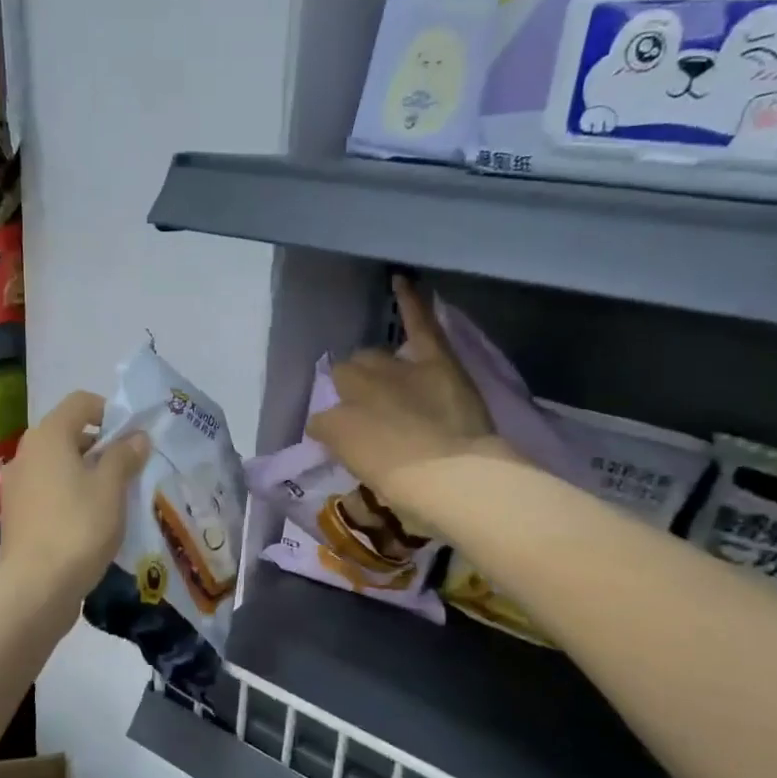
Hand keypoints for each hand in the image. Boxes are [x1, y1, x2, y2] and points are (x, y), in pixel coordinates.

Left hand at [0, 390, 149, 600]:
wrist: (35, 586)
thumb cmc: (78, 526)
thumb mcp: (111, 488)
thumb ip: (124, 456)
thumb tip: (136, 437)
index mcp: (47, 436)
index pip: (80, 402)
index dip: (110, 412)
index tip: (132, 439)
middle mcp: (25, 453)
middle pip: (68, 434)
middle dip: (101, 447)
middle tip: (129, 472)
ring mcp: (15, 485)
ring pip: (57, 466)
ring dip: (85, 474)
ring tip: (113, 500)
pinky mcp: (15, 515)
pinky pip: (47, 492)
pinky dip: (69, 496)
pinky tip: (89, 522)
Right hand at [309, 278, 516, 524]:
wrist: (455, 479)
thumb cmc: (411, 498)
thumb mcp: (369, 484)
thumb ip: (356, 458)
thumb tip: (357, 447)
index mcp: (336, 427)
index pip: (322, 423)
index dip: (335, 433)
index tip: (350, 447)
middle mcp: (354, 391)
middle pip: (344, 380)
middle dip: (352, 395)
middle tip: (373, 417)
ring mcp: (393, 371)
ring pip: (371, 358)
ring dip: (373, 369)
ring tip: (386, 383)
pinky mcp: (432, 359)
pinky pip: (418, 323)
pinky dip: (410, 301)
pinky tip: (401, 280)